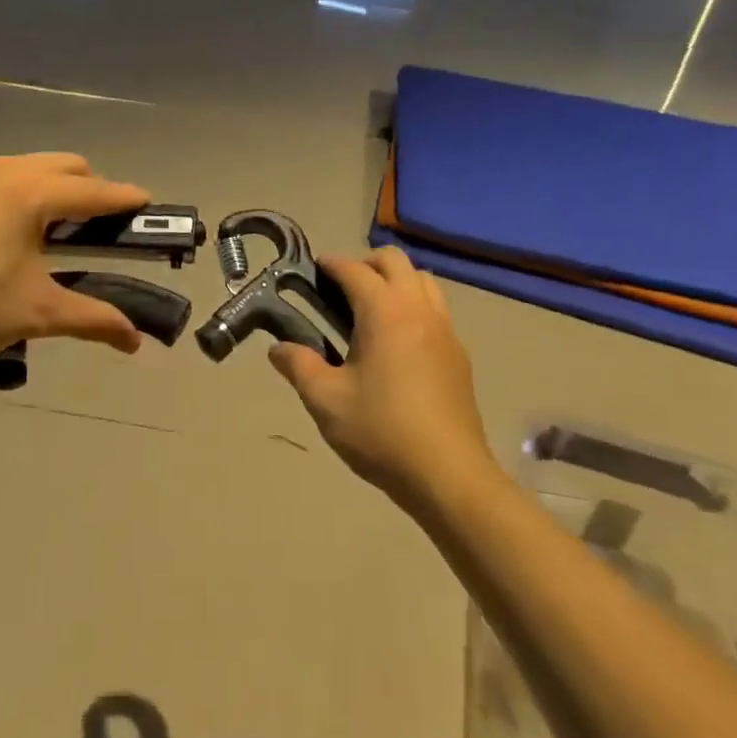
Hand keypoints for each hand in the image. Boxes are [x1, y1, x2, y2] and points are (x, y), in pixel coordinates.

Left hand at [0, 153, 151, 364]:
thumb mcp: (35, 314)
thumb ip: (92, 319)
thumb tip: (136, 341)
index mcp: (31, 194)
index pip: (95, 191)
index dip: (127, 199)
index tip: (150, 207)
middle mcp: (4, 171)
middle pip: (67, 166)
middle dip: (92, 190)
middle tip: (100, 231)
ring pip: (31, 166)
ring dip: (55, 188)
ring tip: (55, 232)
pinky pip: (1, 176)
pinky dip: (22, 192)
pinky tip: (10, 232)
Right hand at [267, 247, 489, 509]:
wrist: (448, 475)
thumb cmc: (381, 432)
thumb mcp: (326, 401)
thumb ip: (298, 366)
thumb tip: (277, 349)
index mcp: (385, 313)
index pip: (355, 270)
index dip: (332, 264)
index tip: (313, 267)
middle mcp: (419, 310)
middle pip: (395, 261)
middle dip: (365, 263)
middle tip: (340, 286)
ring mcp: (445, 330)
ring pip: (423, 281)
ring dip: (395, 280)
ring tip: (370, 308)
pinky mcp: (459, 355)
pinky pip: (436, 309)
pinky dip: (414, 305)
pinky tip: (397, 340)